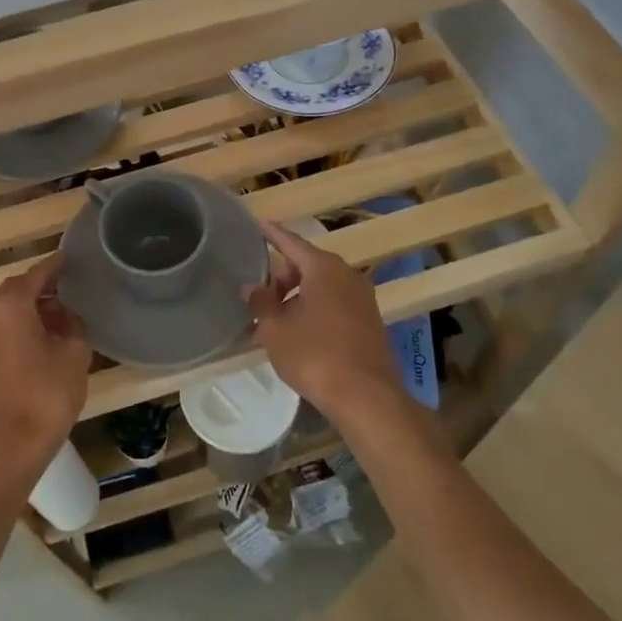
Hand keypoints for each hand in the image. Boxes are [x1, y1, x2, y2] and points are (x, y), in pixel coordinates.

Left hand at [0, 254, 92, 478]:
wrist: (12, 447)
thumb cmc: (46, 393)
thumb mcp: (74, 352)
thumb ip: (72, 323)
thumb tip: (65, 315)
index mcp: (11, 306)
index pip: (36, 274)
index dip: (55, 266)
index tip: (71, 258)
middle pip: (18, 291)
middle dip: (43, 287)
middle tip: (70, 286)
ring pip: (10, 312)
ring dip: (33, 308)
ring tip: (63, 313)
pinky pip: (5, 330)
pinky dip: (24, 326)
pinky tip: (47, 337)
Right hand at [246, 219, 405, 426]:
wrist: (366, 397)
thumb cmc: (315, 355)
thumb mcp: (276, 329)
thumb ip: (261, 302)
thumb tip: (251, 287)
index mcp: (323, 268)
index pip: (291, 242)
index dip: (271, 234)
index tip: (257, 223)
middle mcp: (347, 275)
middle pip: (308, 264)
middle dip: (282, 276)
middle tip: (261, 296)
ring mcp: (363, 298)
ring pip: (322, 285)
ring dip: (298, 295)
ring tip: (276, 319)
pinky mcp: (370, 321)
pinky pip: (335, 303)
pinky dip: (315, 308)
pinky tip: (300, 332)